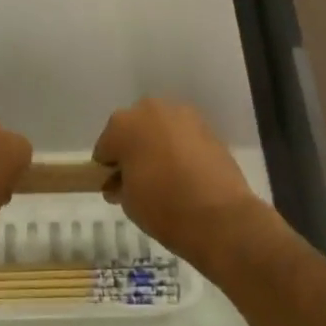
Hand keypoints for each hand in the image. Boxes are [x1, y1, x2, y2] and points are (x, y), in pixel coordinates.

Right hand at [93, 99, 263, 263]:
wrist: (220, 216)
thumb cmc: (163, 207)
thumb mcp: (127, 202)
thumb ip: (119, 184)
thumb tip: (119, 182)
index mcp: (122, 124)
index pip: (105, 148)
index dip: (107, 170)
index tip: (114, 188)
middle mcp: (150, 110)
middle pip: (133, 130)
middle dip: (133, 150)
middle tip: (138, 180)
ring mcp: (182, 115)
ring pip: (160, 129)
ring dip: (157, 146)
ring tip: (165, 177)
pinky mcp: (207, 126)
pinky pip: (183, 136)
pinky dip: (180, 149)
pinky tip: (185, 173)